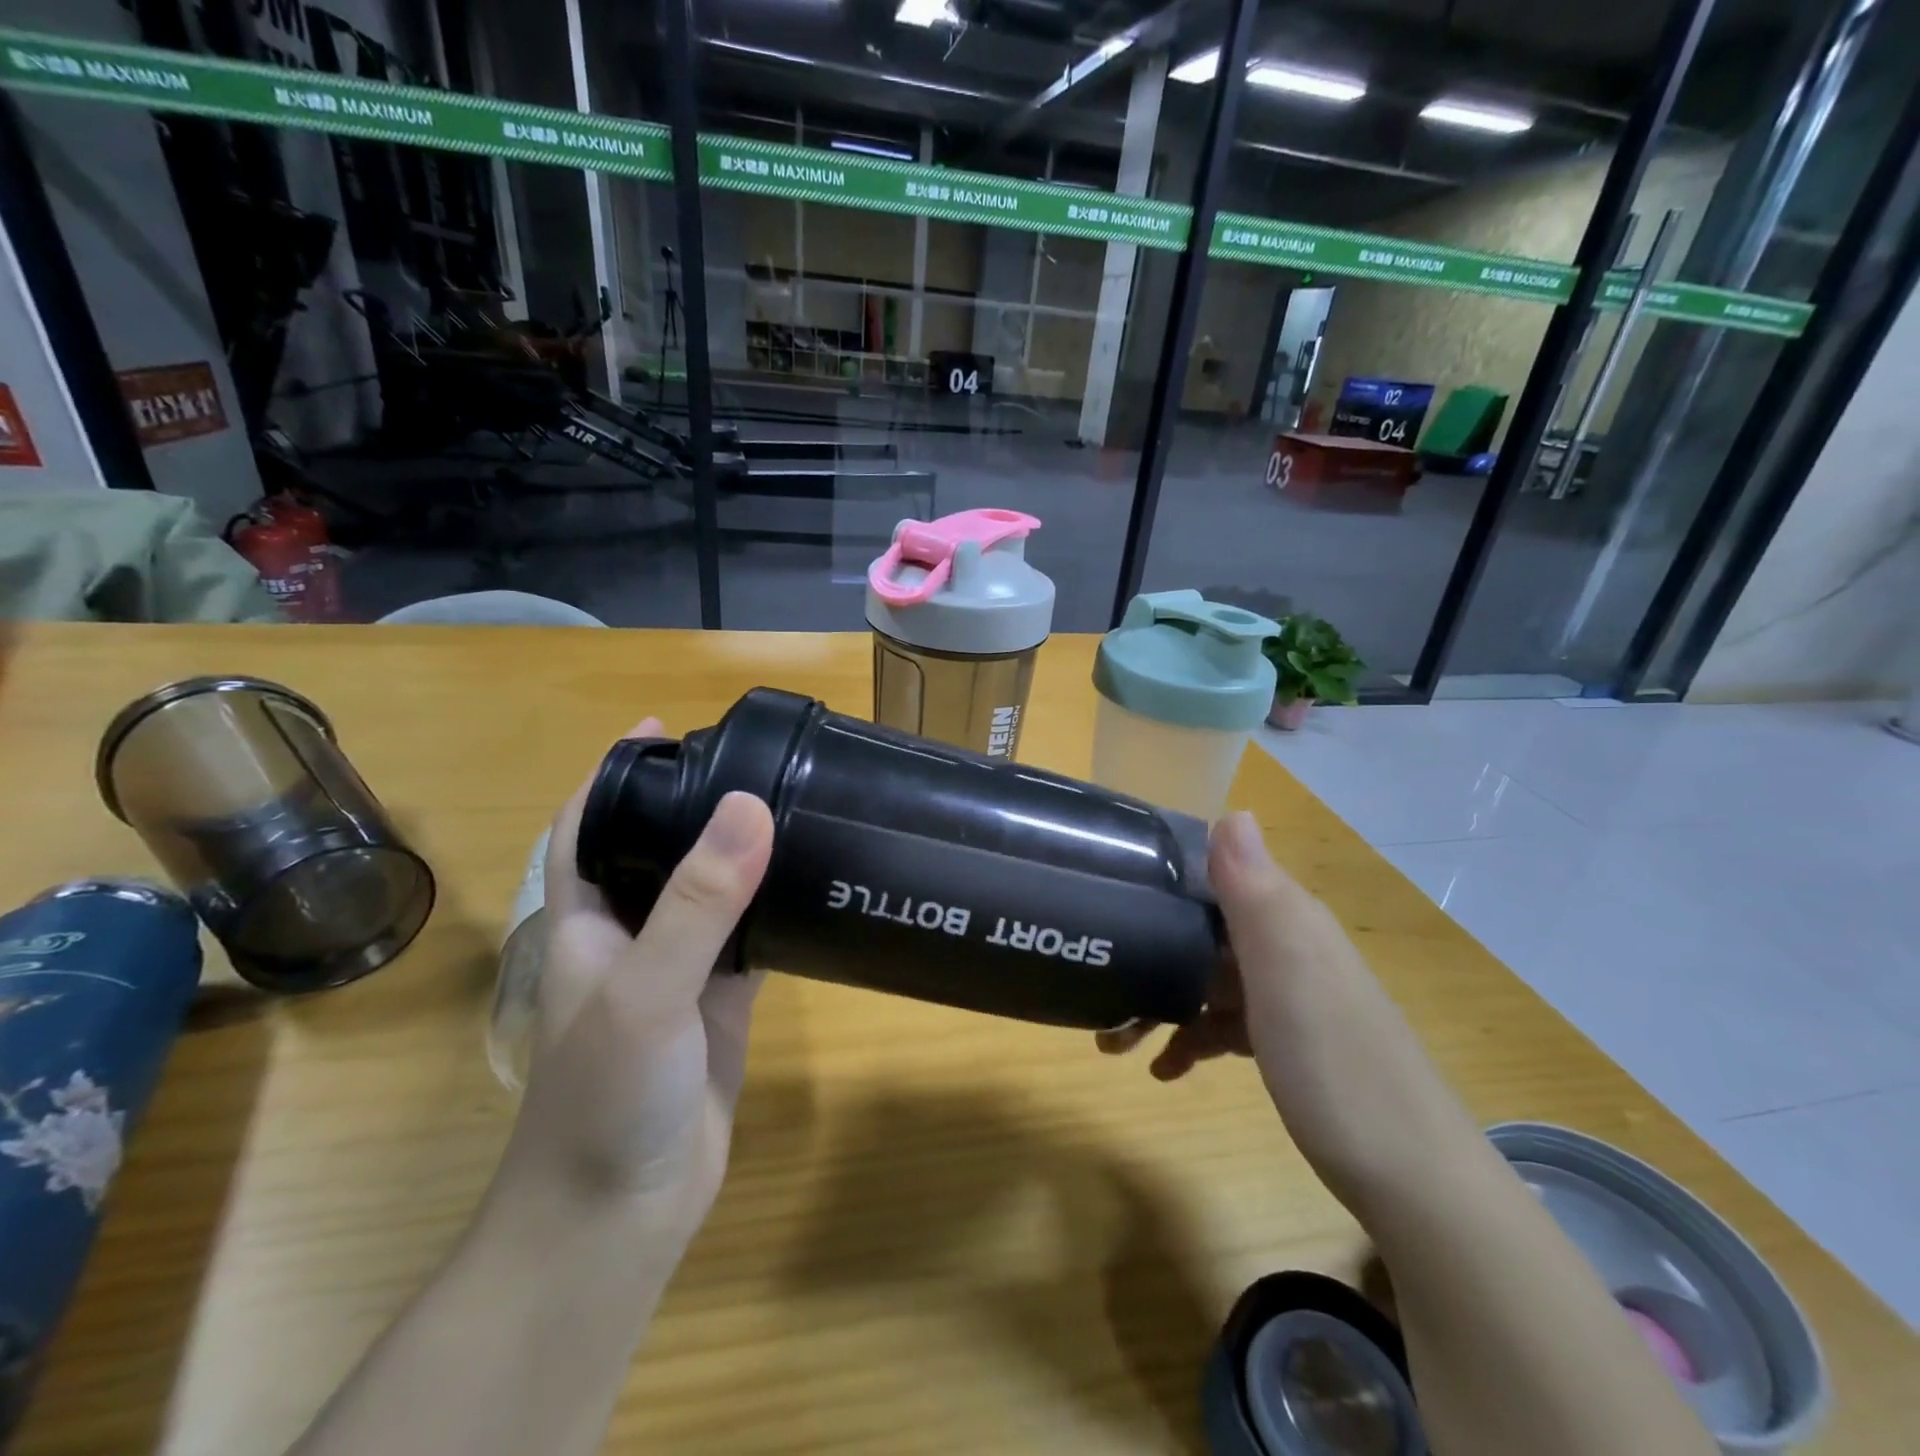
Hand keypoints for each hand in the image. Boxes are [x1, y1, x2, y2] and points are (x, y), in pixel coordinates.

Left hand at [488, 718, 774, 1253]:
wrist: (619, 1216)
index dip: (616, 774)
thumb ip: (699, 901)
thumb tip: (750, 806)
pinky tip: (813, 884)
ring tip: (792, 804)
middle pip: (658, 850)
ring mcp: (679, 972)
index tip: (664, 729)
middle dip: (693, 803)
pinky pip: (750, 940)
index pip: (589, 826)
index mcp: (589, 920)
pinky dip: (776, 910)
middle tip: (754, 761)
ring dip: (740, 854)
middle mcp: (632, 935)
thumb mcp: (646, 989)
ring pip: (712, 894)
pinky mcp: (720, 1006)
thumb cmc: (607, 1097)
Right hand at [1097, 811, 1485, 1219]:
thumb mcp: (1286, 967)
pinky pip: (1223, 1024)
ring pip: (1204, 979)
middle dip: (1145, 948)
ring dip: (1157, 1002)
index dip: (1160, 874)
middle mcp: (1285, 945)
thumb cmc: (1334, 1062)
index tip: (1104, 889)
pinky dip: (1190, 1039)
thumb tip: (1232, 809)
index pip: (1214, 870)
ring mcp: (1286, 996)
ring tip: (1112, 1042)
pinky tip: (1164, 1070)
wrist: (1413, 1178)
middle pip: (1200, 929)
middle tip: (1095, 984)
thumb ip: (1253, 890)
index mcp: (1285, 916)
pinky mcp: (1286, 1041)